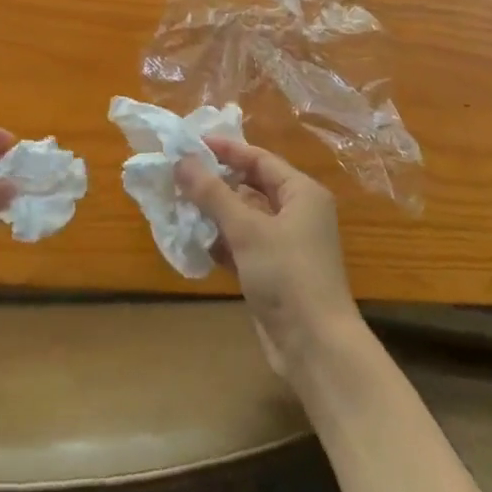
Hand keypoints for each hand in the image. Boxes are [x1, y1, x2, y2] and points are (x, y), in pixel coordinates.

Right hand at [174, 138, 363, 382]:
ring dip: (214, 212)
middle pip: (251, 186)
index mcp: (301, 193)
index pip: (259, 159)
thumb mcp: (247, 229)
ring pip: (244, 217)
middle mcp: (297, 212)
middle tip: (177, 175)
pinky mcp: (273, 271)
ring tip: (177, 204)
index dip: (225, 150)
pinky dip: (221, 240)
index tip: (189, 145)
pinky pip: (243, 244)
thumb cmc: (287, 274)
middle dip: (215, 182)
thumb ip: (212, 193)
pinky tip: (193, 240)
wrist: (314, 345)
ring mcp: (286, 244)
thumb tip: (182, 161)